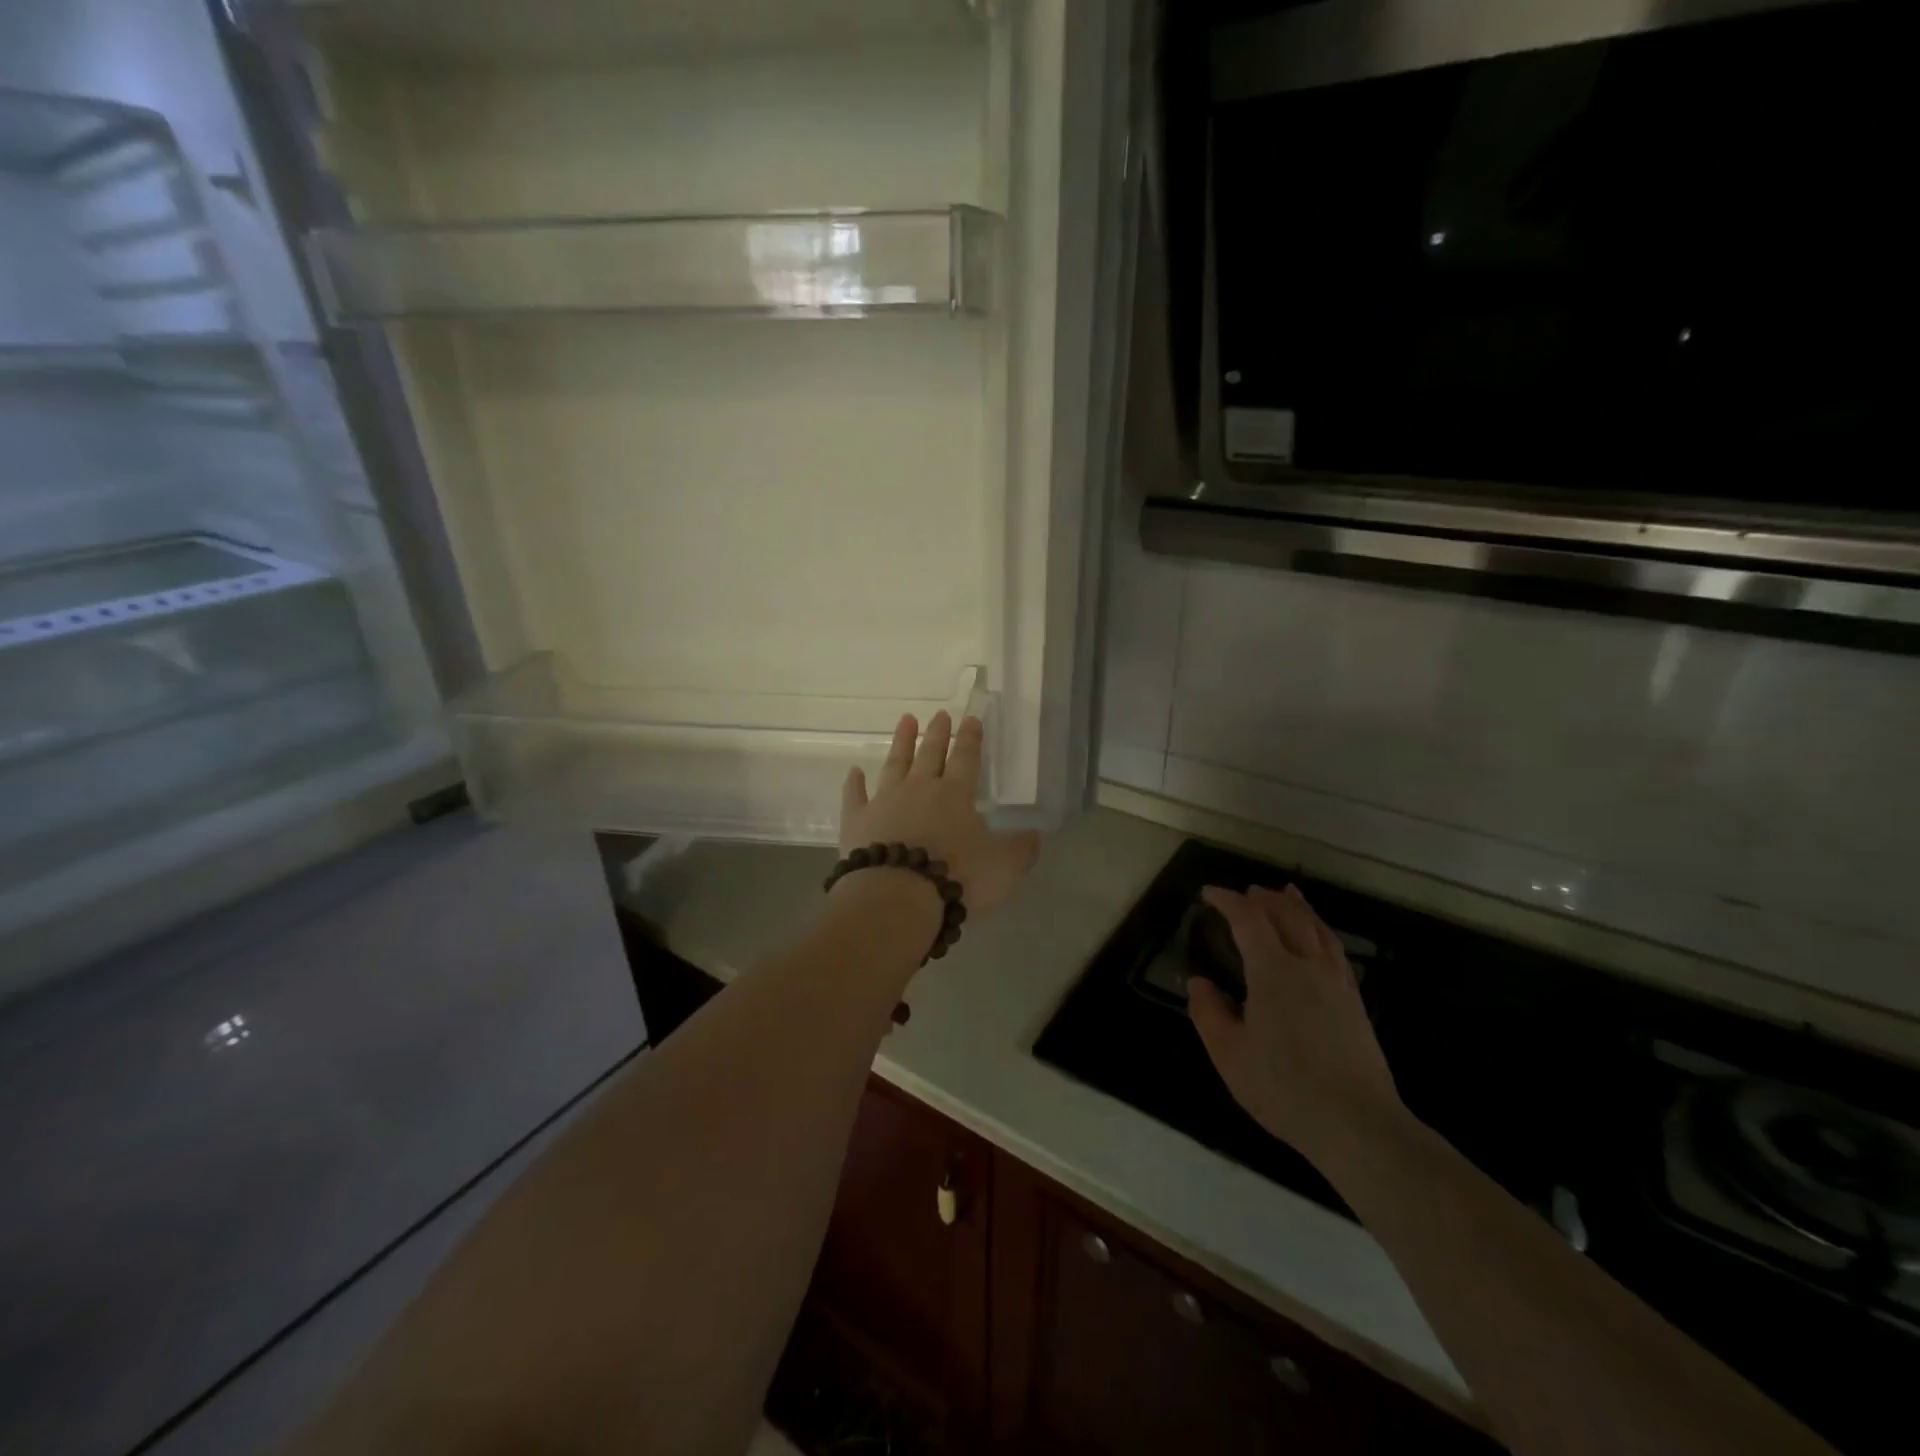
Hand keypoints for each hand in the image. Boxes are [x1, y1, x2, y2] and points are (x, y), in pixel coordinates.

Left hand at [838, 711, 1040, 916]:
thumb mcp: (1003, 867)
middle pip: (930, 754)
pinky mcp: (857, 822)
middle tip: (940, 714)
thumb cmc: (956, 877)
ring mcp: (884, 802)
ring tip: (906, 721)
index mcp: (955, 794)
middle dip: (938, 733)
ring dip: (901, 742)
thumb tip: (1035, 835)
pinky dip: (854, 783)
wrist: (897, 897)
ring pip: (894, 765)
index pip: (966, 758)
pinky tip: (854, 772)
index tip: (972, 719)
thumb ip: (1021, 849)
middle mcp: (919, 789)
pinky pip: (855, 796)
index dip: (971, 738)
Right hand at [1187, 884, 1402, 1166]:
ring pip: (1317, 928)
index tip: (1208, 894)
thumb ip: (1209, 1013)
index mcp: (1274, 973)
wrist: (1358, 1125)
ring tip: (1286, 893)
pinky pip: (1334, 948)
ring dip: (1297, 906)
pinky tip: (1317, 937)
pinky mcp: (1355, 1002)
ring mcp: (1337, 982)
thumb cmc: (1284, 1088)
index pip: (1249, 920)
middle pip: (1288, 915)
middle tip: (1245, 893)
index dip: (1227, 901)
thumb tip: (1199, 982)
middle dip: (1264, 898)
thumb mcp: (1229, 1055)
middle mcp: (1308, 966)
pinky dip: (1320, 928)